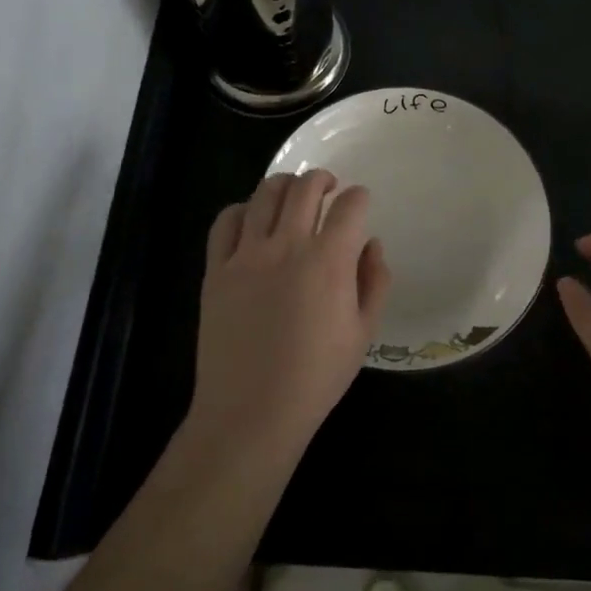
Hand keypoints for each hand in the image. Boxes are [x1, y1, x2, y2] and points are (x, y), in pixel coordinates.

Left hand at [188, 171, 390, 456]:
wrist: (251, 411)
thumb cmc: (316, 377)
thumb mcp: (363, 332)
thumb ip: (374, 281)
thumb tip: (371, 244)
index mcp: (328, 261)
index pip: (349, 206)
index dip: (359, 197)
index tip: (360, 202)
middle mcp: (287, 246)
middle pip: (305, 188)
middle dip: (322, 179)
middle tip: (328, 187)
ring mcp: (246, 255)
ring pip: (264, 194)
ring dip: (284, 185)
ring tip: (292, 194)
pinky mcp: (216, 269)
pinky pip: (225, 221)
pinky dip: (242, 209)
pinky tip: (251, 219)